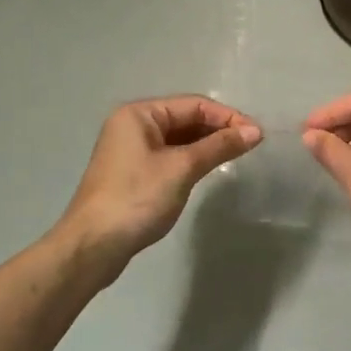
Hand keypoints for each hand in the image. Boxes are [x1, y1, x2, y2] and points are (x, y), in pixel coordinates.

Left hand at [56, 96, 261, 275]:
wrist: (93, 245)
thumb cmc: (137, 198)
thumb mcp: (182, 168)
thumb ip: (219, 146)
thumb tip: (255, 131)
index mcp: (139, 114)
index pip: (193, 105)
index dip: (227, 117)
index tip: (258, 134)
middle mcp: (133, 125)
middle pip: (185, 118)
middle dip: (218, 130)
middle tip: (251, 146)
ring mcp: (131, 150)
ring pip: (178, 139)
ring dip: (206, 145)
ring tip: (236, 156)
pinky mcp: (133, 173)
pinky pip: (170, 156)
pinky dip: (191, 160)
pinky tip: (209, 170)